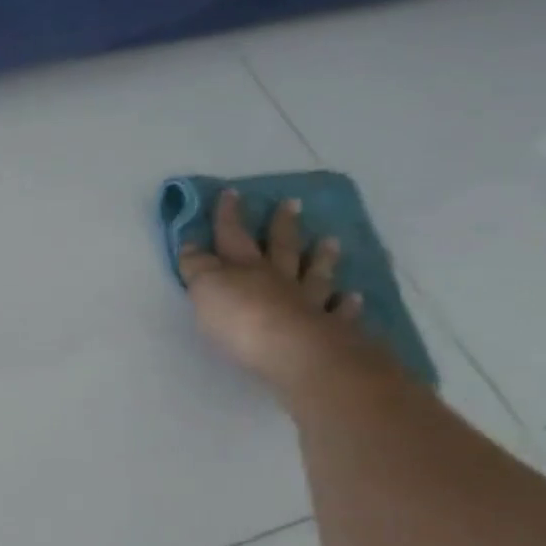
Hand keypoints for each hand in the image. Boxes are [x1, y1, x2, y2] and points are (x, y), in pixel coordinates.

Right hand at [178, 190, 374, 395]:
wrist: (294, 353)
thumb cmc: (241, 321)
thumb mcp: (205, 289)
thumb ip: (198, 267)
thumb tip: (191, 245)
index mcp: (244, 269)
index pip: (232, 236)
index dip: (228, 216)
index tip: (230, 192)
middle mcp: (278, 280)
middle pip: (280, 248)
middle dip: (282, 226)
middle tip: (292, 203)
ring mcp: (308, 303)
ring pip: (314, 275)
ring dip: (322, 258)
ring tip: (331, 242)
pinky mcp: (330, 330)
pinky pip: (338, 312)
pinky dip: (345, 304)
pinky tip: (353, 297)